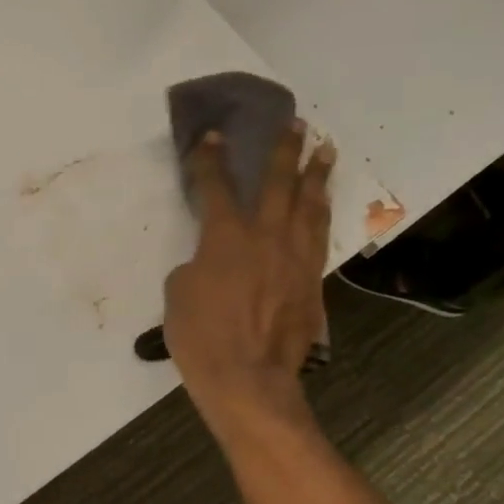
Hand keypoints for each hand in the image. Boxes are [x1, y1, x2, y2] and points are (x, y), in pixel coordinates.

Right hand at [163, 125, 334, 438]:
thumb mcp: (178, 294)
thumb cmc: (201, 336)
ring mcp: (294, 258)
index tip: (213, 136)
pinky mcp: (311, 281)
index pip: (216, 188)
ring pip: (310, 206)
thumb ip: (196, 266)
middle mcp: (265, 237)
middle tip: (296, 125)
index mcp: (225, 238)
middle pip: (278, 184)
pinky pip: (319, 237)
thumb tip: (210, 263)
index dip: (212, 160)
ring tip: (324, 151)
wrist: (248, 378)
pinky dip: (322, 214)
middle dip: (285, 150)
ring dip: (316, 175)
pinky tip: (323, 205)